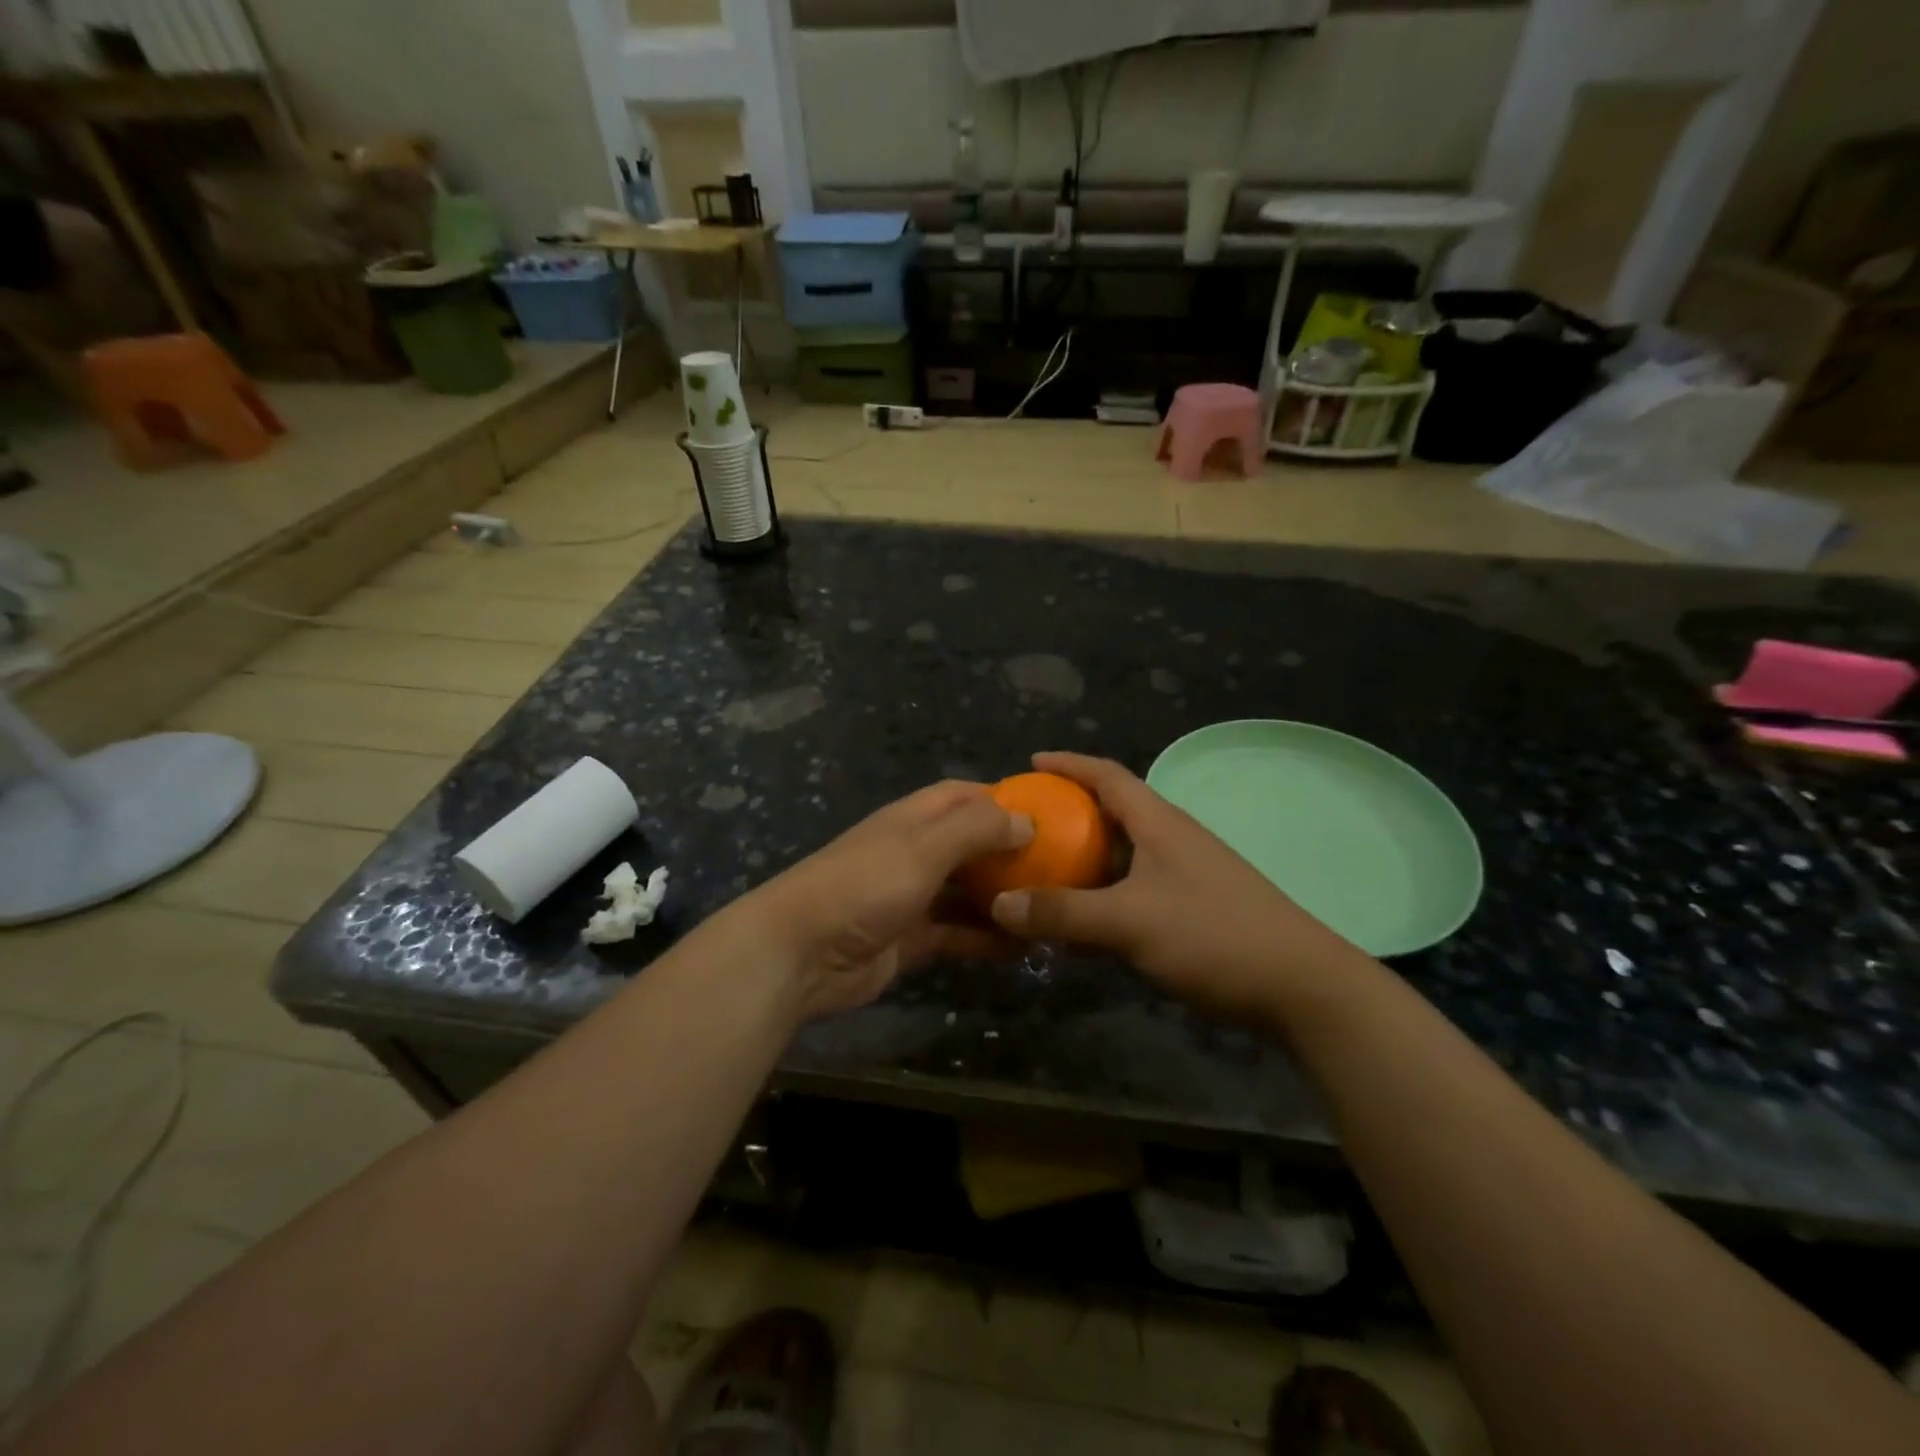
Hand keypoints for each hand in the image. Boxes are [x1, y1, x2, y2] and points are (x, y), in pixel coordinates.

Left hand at [739, 781, 1031, 1020]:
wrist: (799, 953)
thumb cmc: (863, 885)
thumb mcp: (923, 847)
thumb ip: (976, 830)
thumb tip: (1027, 821)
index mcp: (913, 819)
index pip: (963, 796)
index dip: (1002, 799)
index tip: (1048, 813)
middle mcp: (914, 853)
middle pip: (970, 845)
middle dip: (1010, 854)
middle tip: (1062, 869)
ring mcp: (911, 898)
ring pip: (967, 893)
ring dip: (1002, 899)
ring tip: (1050, 910)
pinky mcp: (910, 940)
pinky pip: (957, 933)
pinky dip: (986, 938)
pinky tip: (1022, 947)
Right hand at [987, 752, 1366, 1025]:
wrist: (1301, 986)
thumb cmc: (1214, 935)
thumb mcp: (1129, 922)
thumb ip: (1063, 913)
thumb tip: (999, 904)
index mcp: (1159, 823)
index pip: (1108, 776)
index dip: (1069, 764)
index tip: (1032, 761)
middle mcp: (1172, 839)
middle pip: (1113, 812)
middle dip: (1069, 812)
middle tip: (1026, 825)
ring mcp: (1186, 875)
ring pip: (1123, 855)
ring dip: (1085, 858)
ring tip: (1043, 870)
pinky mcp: (1194, 908)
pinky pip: (1134, 888)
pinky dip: (1104, 894)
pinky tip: (1083, 921)